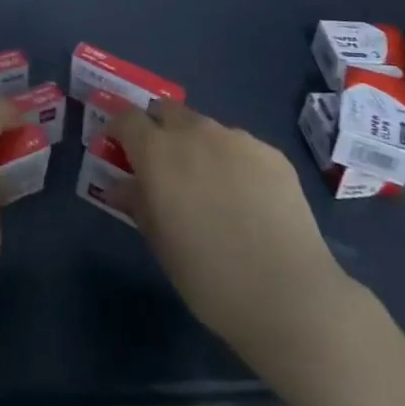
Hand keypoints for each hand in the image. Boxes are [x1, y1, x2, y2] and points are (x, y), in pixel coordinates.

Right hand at [113, 101, 364, 383]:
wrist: (287, 294)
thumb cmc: (209, 277)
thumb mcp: (160, 244)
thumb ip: (137, 203)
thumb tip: (121, 185)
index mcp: (159, 152)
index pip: (128, 118)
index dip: (119, 130)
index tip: (117, 149)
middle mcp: (196, 132)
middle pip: (167, 111)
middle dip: (158, 128)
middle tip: (161, 164)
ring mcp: (237, 138)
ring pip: (206, 128)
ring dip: (196, 145)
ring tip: (208, 185)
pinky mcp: (271, 153)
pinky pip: (240, 147)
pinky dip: (231, 161)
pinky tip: (245, 198)